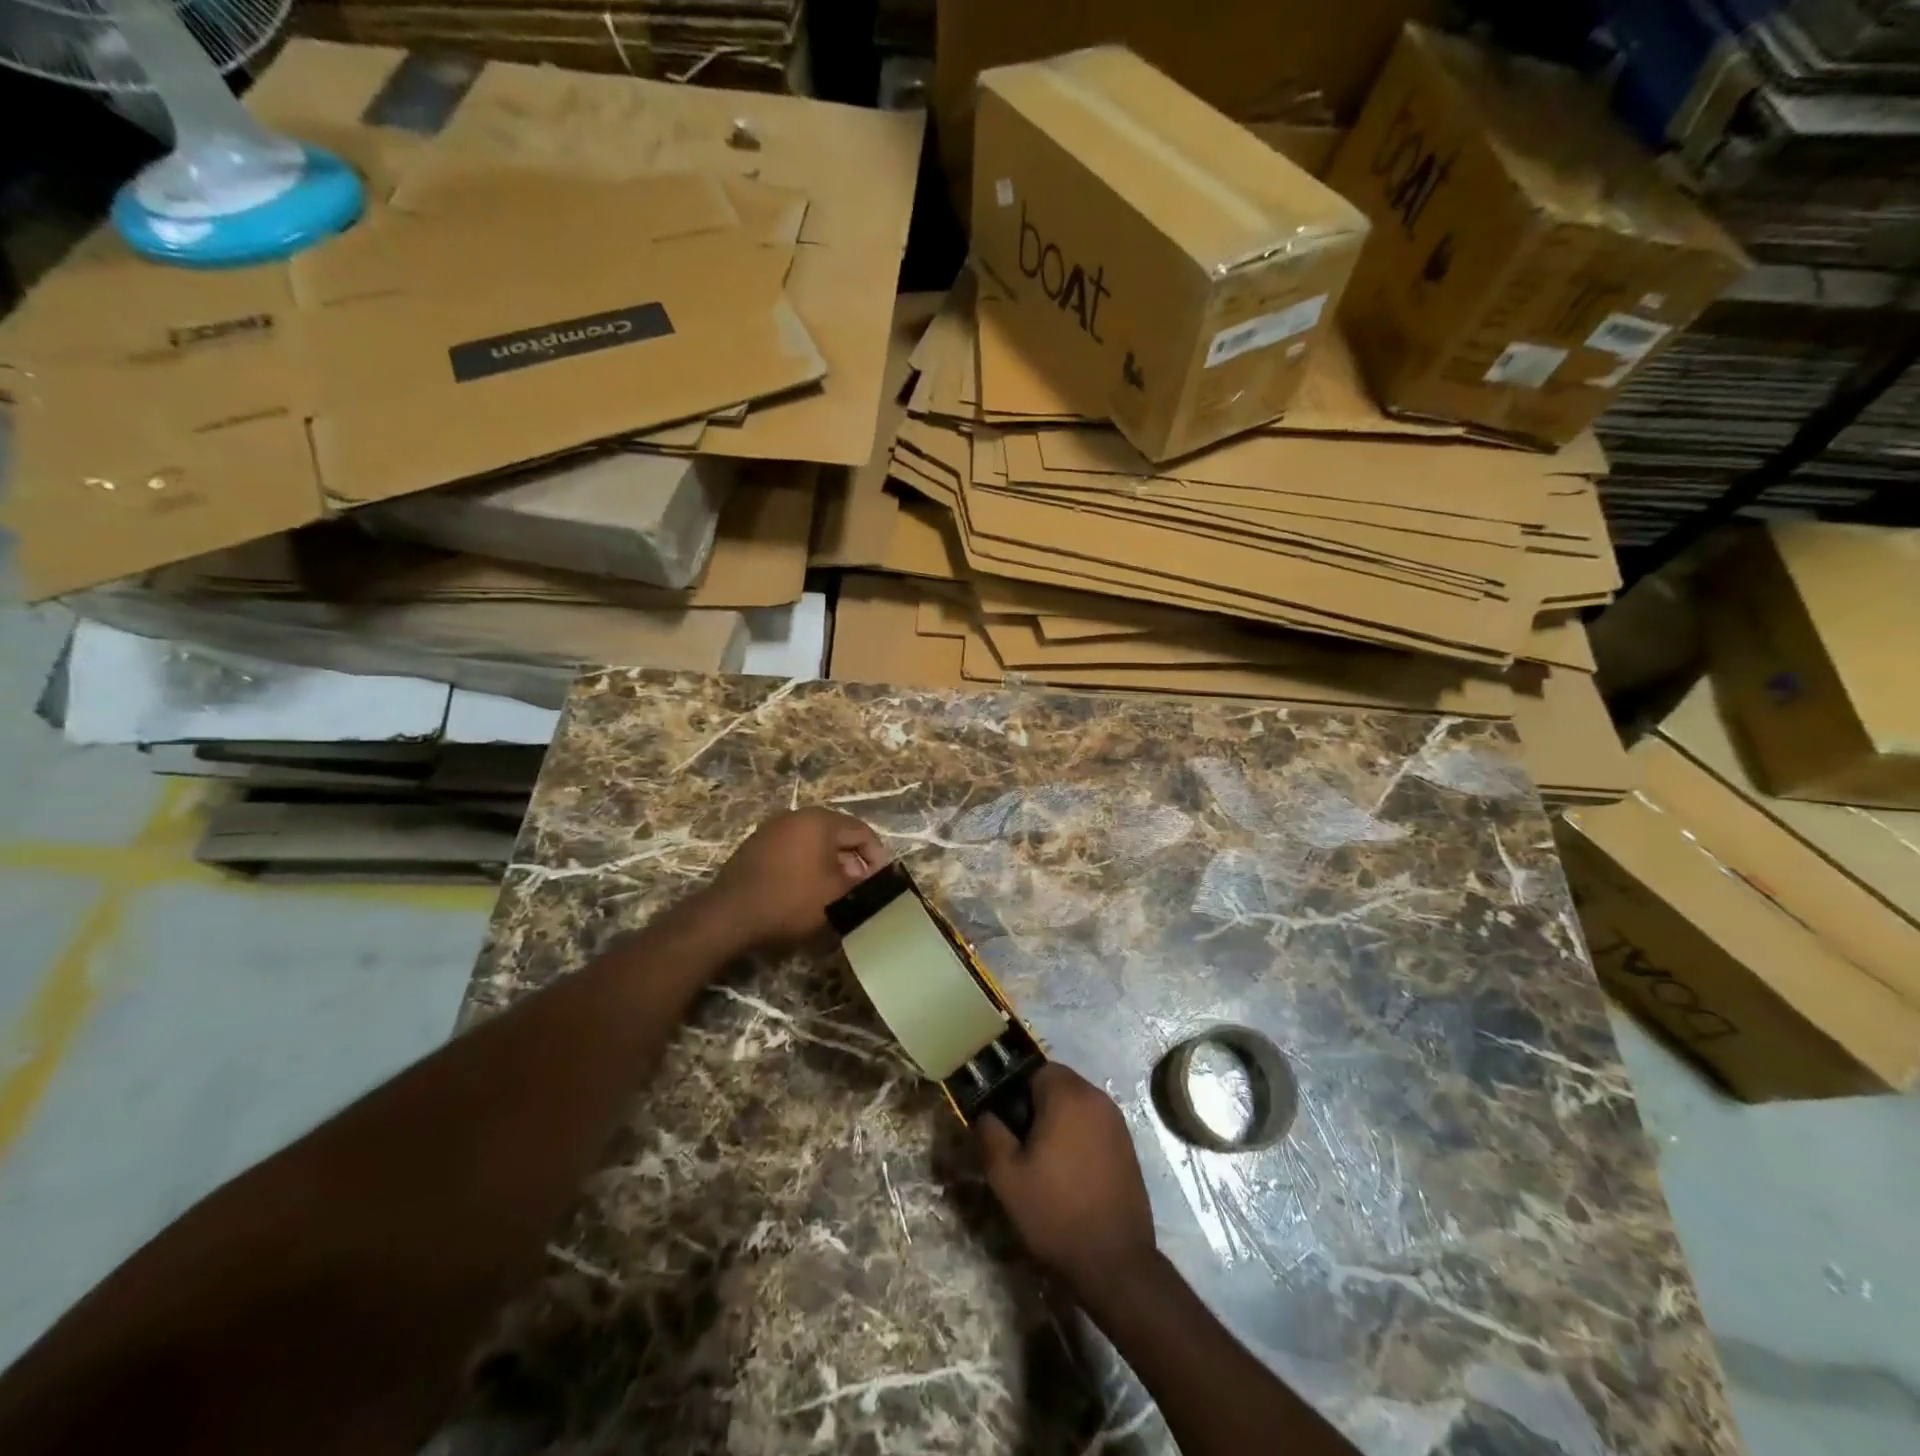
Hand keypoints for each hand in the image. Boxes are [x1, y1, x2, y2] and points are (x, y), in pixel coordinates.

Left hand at [702, 808, 887, 951]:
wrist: (731, 914)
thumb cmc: (792, 900)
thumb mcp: (837, 896)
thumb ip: (862, 883)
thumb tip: (873, 878)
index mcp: (820, 820)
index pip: (862, 831)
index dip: (877, 856)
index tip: (882, 881)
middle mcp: (796, 816)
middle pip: (837, 833)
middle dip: (853, 859)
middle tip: (860, 886)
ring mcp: (772, 828)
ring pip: (813, 841)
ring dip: (829, 862)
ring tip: (835, 890)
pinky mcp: (755, 845)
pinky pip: (792, 849)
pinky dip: (806, 864)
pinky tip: (806, 888)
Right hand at [976, 1064, 1156, 1292]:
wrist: (1114, 1261)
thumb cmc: (1055, 1212)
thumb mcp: (1007, 1177)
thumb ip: (990, 1134)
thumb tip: (986, 1114)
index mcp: (1067, 1095)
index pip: (1036, 1070)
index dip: (1017, 1091)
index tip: (1007, 1121)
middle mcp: (1096, 1098)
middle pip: (1059, 1084)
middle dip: (1038, 1105)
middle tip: (1021, 1142)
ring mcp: (1117, 1122)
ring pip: (1078, 1104)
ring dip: (1060, 1120)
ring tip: (1044, 1159)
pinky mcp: (1128, 1146)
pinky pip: (1095, 1125)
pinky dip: (1080, 1136)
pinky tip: (1070, 1171)